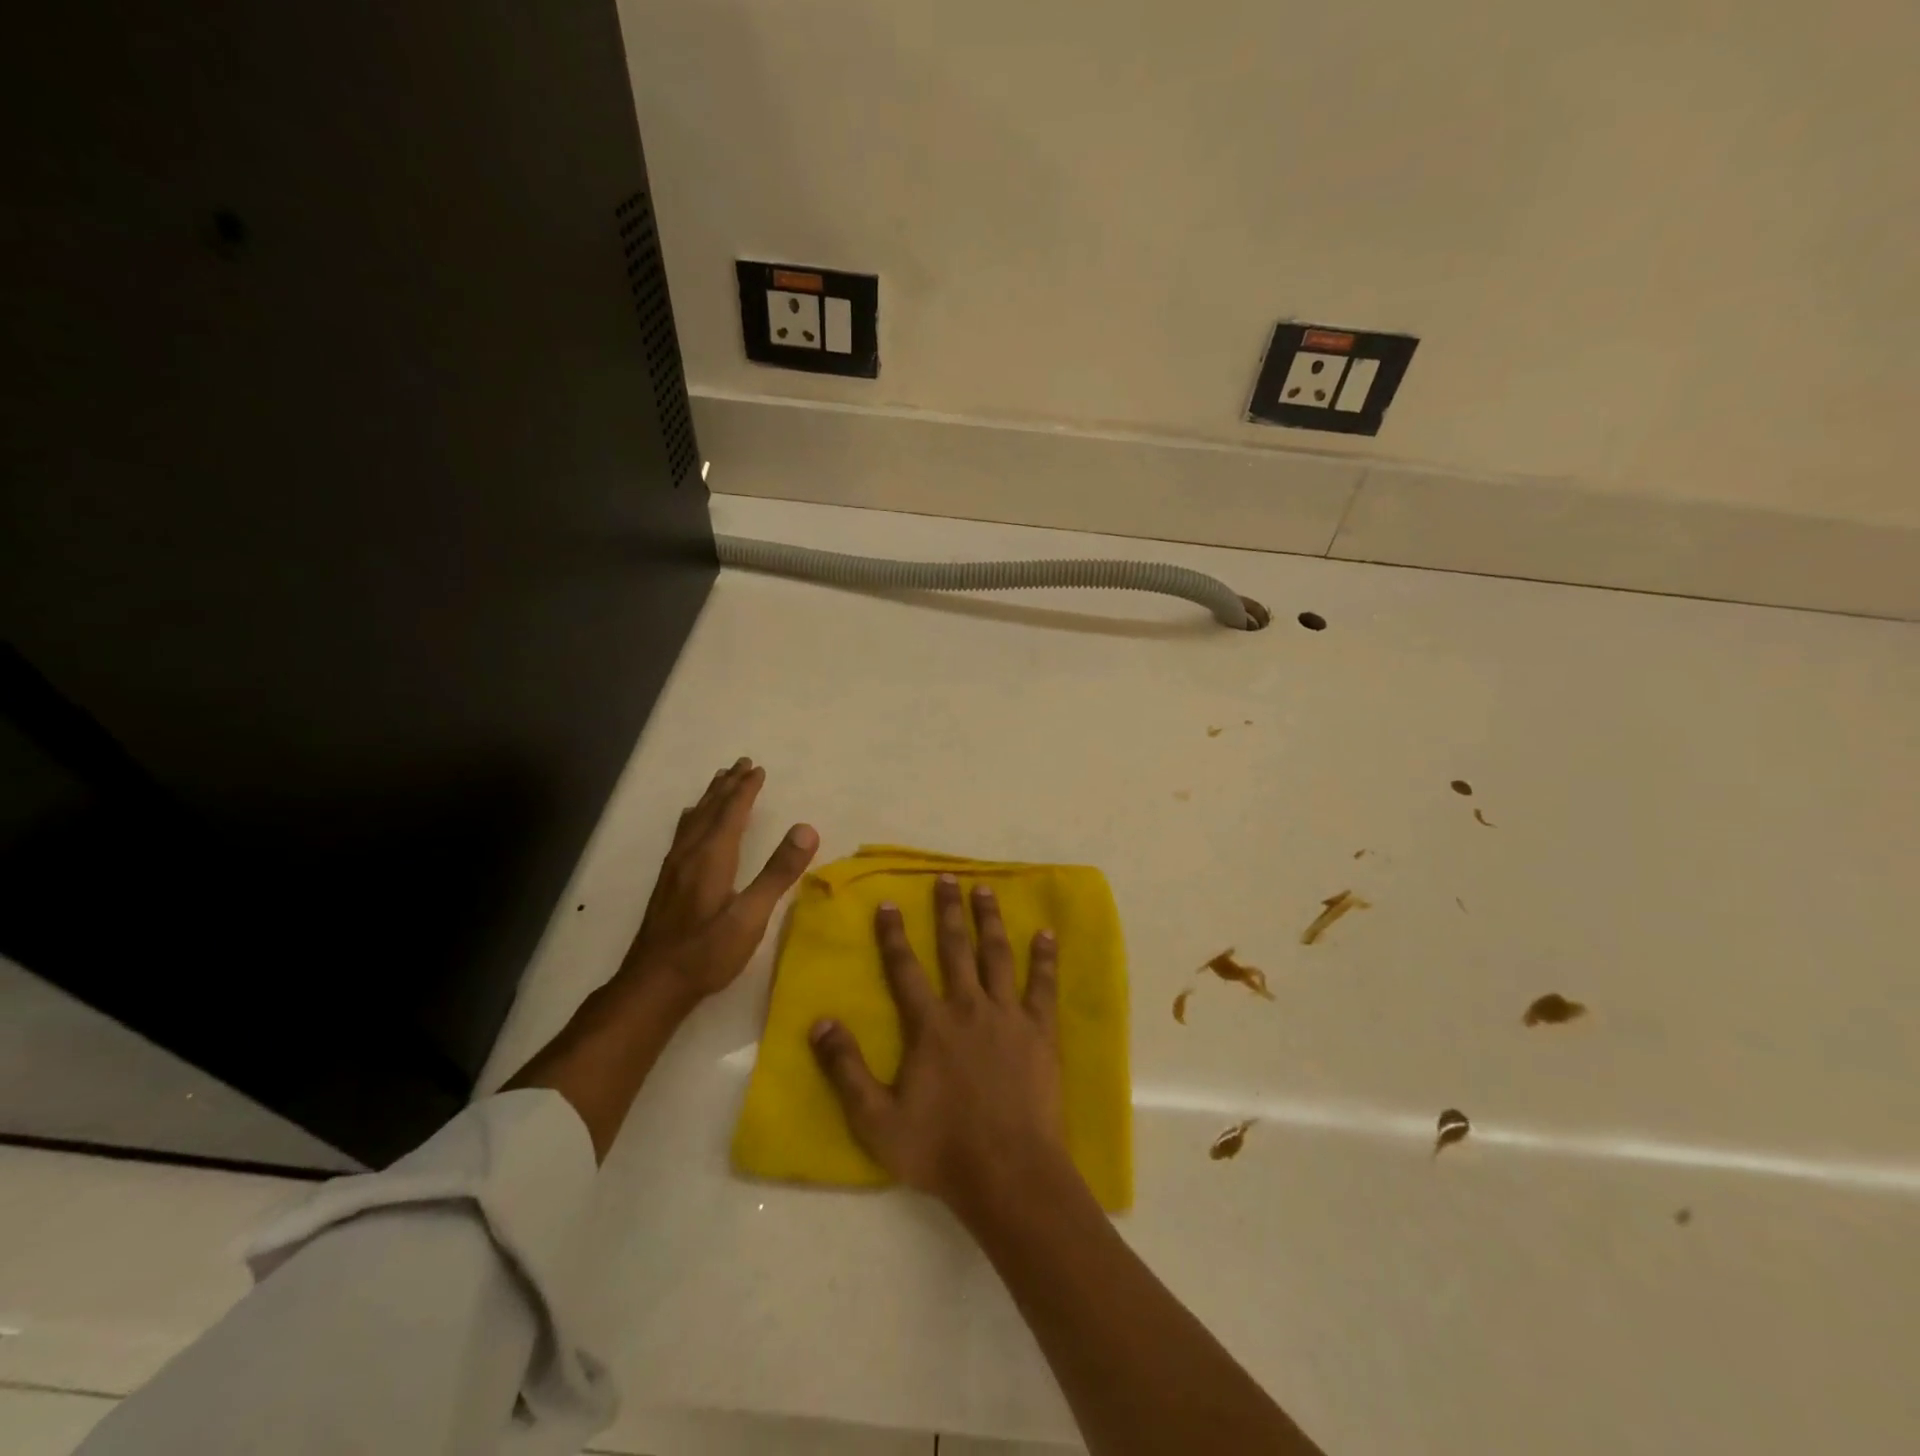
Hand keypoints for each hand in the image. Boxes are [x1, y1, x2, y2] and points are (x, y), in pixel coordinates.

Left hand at [621, 757, 818, 1007]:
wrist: (653, 985)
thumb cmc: (707, 952)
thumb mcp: (750, 916)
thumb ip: (778, 872)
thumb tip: (806, 828)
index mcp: (712, 858)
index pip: (731, 813)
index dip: (745, 790)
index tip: (758, 768)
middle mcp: (690, 855)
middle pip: (710, 810)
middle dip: (727, 786)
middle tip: (741, 763)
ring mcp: (674, 869)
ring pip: (693, 821)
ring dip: (709, 798)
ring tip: (719, 781)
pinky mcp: (667, 884)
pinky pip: (682, 834)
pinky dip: (693, 817)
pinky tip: (689, 822)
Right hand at [809, 873, 1075, 1219]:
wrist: (1008, 1173)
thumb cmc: (940, 1149)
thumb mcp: (876, 1120)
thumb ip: (846, 1069)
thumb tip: (818, 1022)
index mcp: (929, 1026)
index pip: (905, 969)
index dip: (894, 935)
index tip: (890, 903)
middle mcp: (967, 1008)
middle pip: (955, 949)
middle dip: (948, 911)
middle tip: (947, 878)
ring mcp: (1007, 1016)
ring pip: (996, 956)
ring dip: (989, 921)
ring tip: (986, 890)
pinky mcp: (1039, 1031)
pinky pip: (1042, 985)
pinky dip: (1044, 957)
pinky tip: (1046, 934)